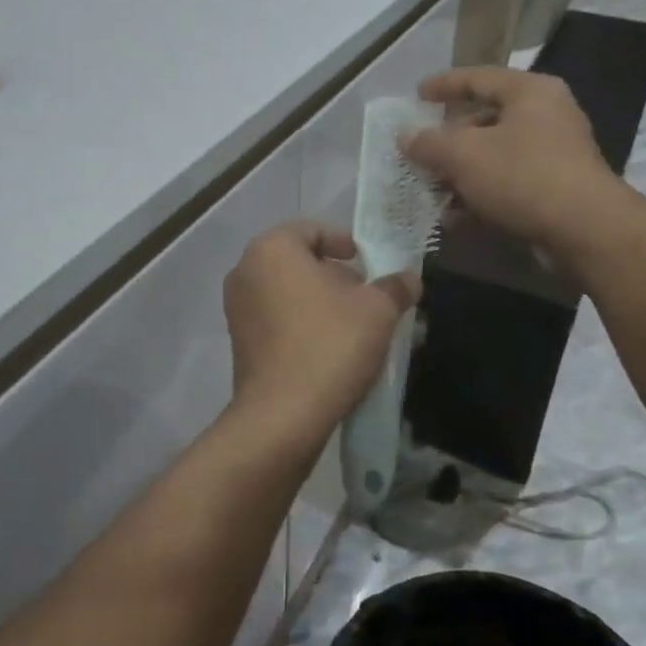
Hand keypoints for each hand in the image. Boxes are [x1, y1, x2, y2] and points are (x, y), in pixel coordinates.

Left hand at [222, 222, 419, 439]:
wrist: (282, 415)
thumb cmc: (329, 345)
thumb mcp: (377, 310)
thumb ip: (394, 287)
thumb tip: (409, 278)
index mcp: (271, 249)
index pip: (312, 230)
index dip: (345, 243)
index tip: (368, 263)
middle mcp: (245, 270)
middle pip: (298, 261)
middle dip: (335, 275)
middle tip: (366, 296)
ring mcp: (237, 308)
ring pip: (287, 291)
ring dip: (319, 301)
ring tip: (354, 325)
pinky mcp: (239, 341)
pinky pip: (275, 318)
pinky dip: (301, 323)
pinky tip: (330, 347)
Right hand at [401, 67, 631, 257]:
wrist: (585, 231)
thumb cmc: (522, 176)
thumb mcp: (464, 154)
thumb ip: (428, 142)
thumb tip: (404, 136)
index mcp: (530, 93)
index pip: (479, 78)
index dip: (444, 85)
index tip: (417, 94)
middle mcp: (547, 116)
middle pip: (485, 120)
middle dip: (448, 140)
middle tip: (420, 151)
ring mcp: (554, 154)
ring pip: (495, 156)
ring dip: (460, 174)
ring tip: (429, 190)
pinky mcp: (555, 190)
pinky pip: (507, 184)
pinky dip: (480, 196)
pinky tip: (454, 217)